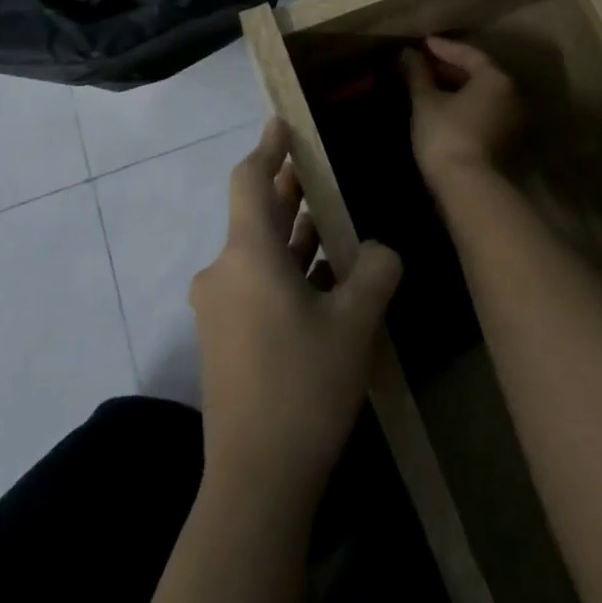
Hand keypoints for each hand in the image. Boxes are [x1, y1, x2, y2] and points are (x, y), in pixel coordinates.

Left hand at [190, 119, 401, 504]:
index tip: (283, 120)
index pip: (250, 180)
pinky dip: (287, 268)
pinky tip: (324, 276)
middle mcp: (224, 272)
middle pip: (257, 213)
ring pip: (259, 251)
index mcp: (247, 254)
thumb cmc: (304, 385)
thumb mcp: (355, 322)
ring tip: (333, 216)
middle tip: (324, 165)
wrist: (255, 482)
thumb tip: (381, 251)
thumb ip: (376, 271)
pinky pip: (257, 283)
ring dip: (294, 232)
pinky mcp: (225, 339)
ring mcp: (220, 308)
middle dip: (291, 188)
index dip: (268, 146)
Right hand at [400, 36, 522, 189]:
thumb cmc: (446, 135)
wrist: (468, 187)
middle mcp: (511, 95)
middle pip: (478, 73)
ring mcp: (512, 120)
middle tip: (423, 62)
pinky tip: (443, 107)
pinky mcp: (505, 141)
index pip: (468, 54)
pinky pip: (483, 111)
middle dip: (449, 67)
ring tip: (429, 83)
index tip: (422, 43)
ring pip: (481, 94)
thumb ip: (418, 74)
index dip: (443, 47)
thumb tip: (409, 54)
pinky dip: (464, 105)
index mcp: (495, 79)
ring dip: (456, 87)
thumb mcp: (426, 102)